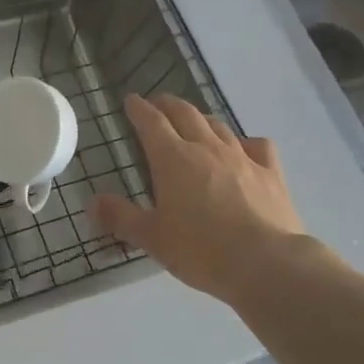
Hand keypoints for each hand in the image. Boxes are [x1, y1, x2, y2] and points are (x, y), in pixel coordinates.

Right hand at [90, 94, 311, 304]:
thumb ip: (121, 217)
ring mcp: (242, 157)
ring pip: (218, 125)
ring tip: (194, 121)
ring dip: (202, 118)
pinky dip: (245, 142)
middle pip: (185, 113)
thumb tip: (92, 203)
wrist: (266, 263)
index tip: (131, 101)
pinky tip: (244, 148)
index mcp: (173, 159)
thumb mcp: (152, 238)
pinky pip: (257, 145)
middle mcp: (206, 148)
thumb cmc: (201, 250)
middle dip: (168, 104)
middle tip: (158, 104)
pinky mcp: (270, 172)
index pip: (151, 122)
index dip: (139, 109)